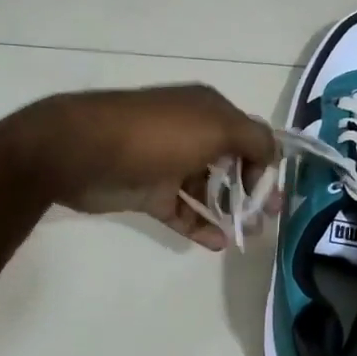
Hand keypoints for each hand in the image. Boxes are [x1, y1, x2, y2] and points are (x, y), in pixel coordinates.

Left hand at [11, 85, 279, 250]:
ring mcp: (169, 164)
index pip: (249, 136)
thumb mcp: (216, 127)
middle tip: (268, 218)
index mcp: (208, 111)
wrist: (81, 150)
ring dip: (230, 211)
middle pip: (231, 164)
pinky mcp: (149, 192)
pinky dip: (201, 226)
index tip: (272, 193)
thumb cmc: (156, 135)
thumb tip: (274, 153)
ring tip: (248, 235)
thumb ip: (254, 139)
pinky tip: (218, 243)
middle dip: (252, 190)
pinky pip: (183, 211)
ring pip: (208, 190)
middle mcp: (191, 134)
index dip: (265, 164)